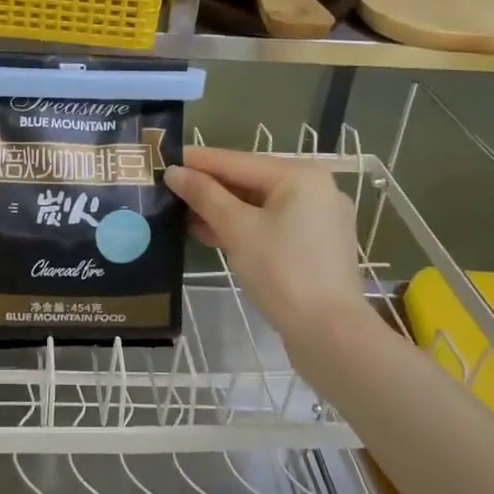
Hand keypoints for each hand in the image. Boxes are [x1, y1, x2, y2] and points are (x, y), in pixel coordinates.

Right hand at [165, 146, 377, 355]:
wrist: (330, 335)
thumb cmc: (283, 272)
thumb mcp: (237, 229)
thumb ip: (204, 196)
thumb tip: (174, 172)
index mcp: (300, 175)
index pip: (237, 161)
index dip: (198, 161)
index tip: (164, 159)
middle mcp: (314, 189)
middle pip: (249, 181)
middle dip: (208, 188)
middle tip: (168, 189)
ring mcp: (318, 219)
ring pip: (259, 205)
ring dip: (221, 210)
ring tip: (180, 213)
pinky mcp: (314, 246)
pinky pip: (270, 224)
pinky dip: (242, 227)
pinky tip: (209, 233)